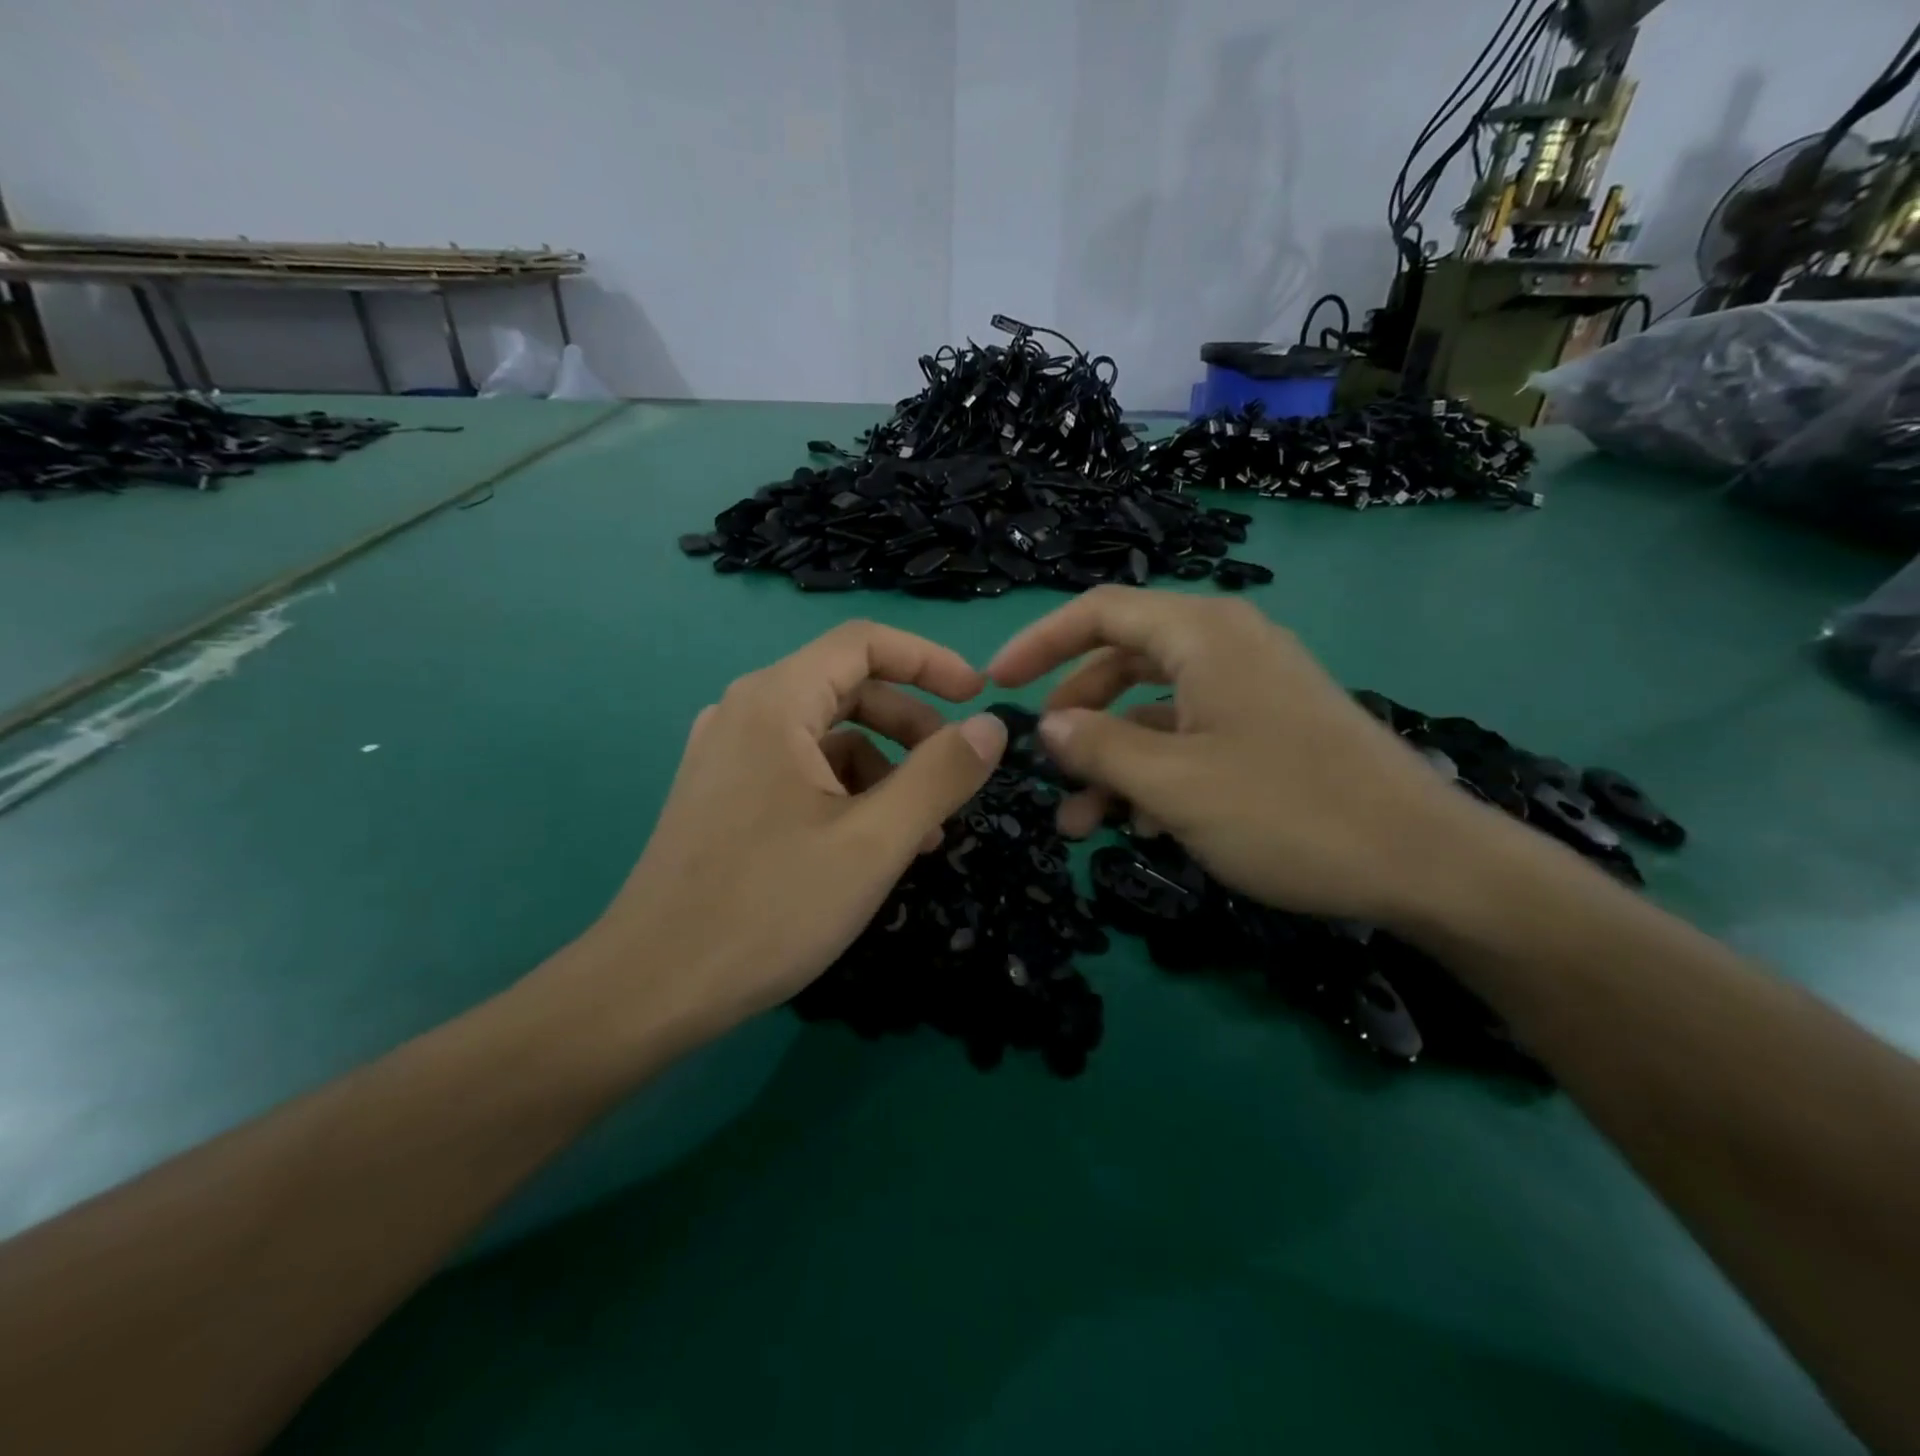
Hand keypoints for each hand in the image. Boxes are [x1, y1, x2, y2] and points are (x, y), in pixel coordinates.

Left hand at [573, 622, 1006, 1041]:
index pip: (865, 643)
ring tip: (919, 832)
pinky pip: (799, 770)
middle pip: (848, 688)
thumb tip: (992, 726)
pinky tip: (868, 846)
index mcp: (775, 701)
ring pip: (826, 736)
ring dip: (884, 769)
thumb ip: (941, 775)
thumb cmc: (769, 908)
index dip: (930, 661)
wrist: (650, 988)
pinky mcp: (722, 795)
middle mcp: (745, 712)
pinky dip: (846, 793)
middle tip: (955, 775)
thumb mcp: (875, 842)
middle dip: (912, 726)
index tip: (978, 697)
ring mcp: (727, 755)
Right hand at [987, 587, 1484, 926]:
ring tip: (1079, 823)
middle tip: (1045, 762)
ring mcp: (1251, 689)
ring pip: (1154, 709)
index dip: (1040, 641)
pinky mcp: (1269, 728)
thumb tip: (1047, 727)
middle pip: (1123, 660)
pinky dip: (1156, 771)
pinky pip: (1191, 736)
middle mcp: (1227, 646)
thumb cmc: (1288, 811)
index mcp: (1203, 635)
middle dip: (1076, 714)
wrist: (1424, 862)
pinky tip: (1139, 825)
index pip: (1100, 611)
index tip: (996, 683)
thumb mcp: (1174, 783)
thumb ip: (1099, 748)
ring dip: (1112, 759)